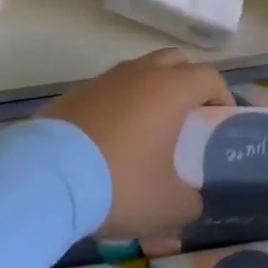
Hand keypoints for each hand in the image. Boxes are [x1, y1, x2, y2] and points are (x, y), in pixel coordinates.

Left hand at [41, 49, 230, 237]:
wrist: (46, 176)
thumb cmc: (120, 183)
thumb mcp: (167, 206)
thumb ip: (190, 202)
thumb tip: (192, 200)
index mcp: (170, 89)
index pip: (209, 76)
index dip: (221, 95)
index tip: (221, 121)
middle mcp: (140, 73)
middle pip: (174, 62)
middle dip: (187, 83)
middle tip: (188, 118)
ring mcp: (105, 78)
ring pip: (139, 72)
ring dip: (150, 92)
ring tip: (149, 131)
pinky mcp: (77, 92)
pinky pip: (110, 89)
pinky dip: (119, 105)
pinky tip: (111, 140)